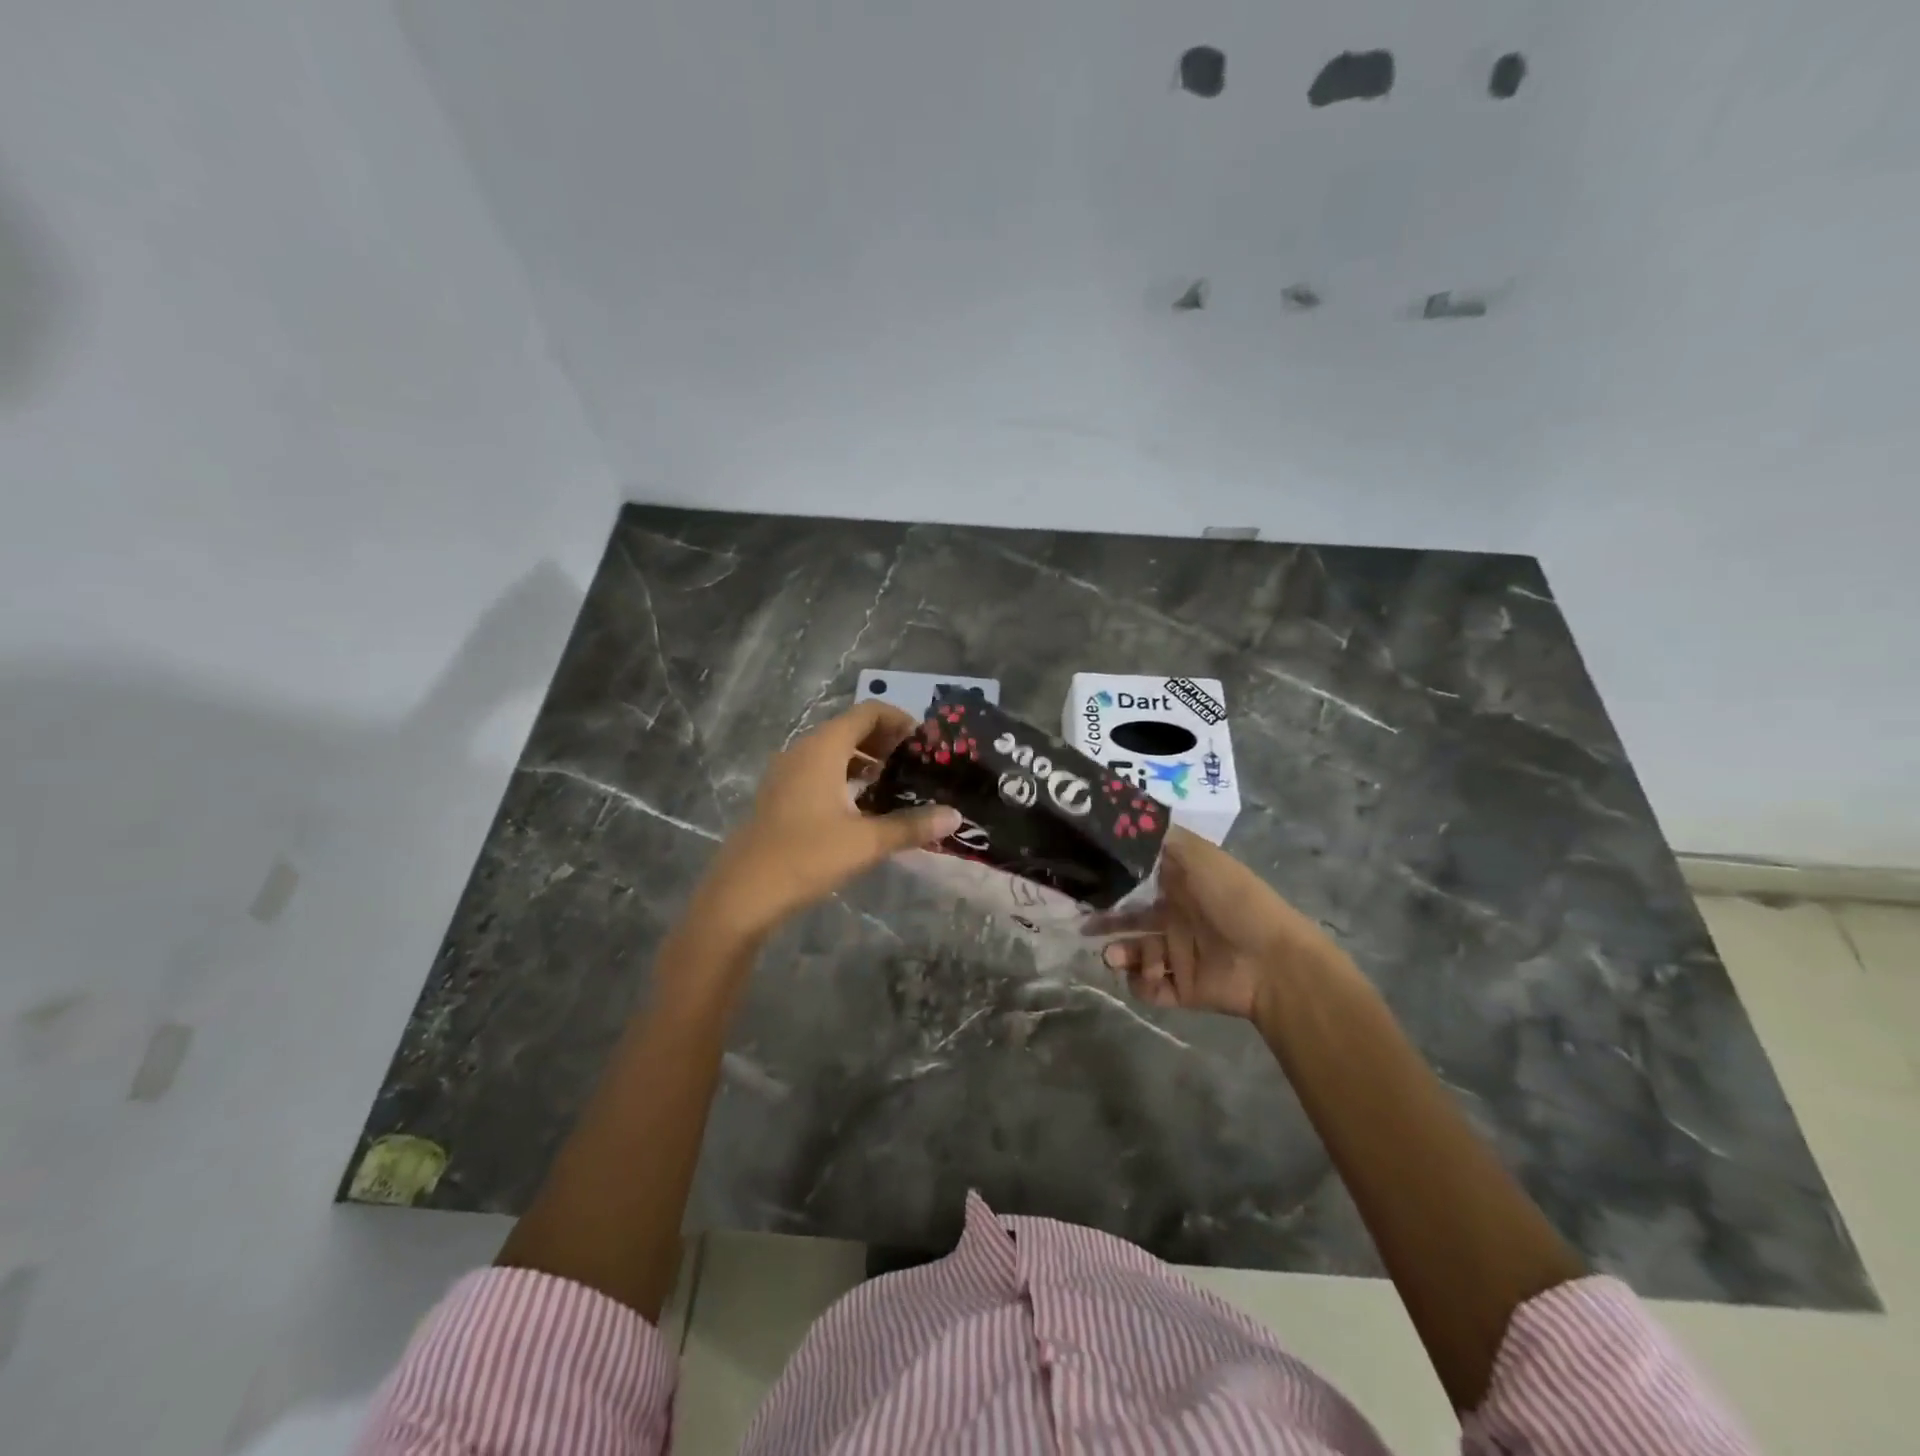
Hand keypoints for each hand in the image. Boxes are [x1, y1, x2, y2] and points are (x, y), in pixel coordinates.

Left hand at [695, 701, 960, 938]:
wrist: (743, 893)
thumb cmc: (806, 856)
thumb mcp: (866, 842)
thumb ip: (911, 826)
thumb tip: (955, 817)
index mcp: (823, 748)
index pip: (867, 712)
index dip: (899, 720)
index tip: (925, 742)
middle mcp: (803, 750)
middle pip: (850, 728)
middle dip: (885, 740)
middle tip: (915, 764)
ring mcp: (787, 772)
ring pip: (833, 750)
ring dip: (864, 759)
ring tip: (894, 783)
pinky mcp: (780, 794)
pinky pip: (819, 770)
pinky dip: (844, 775)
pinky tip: (861, 805)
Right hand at [1098, 828, 1346, 1020]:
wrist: (1271, 961)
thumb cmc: (1233, 900)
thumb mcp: (1198, 855)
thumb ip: (1160, 838)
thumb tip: (1122, 820)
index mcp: (1181, 885)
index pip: (1137, 881)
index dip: (1111, 880)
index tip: (1084, 879)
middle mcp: (1177, 917)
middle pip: (1129, 918)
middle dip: (1106, 921)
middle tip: (1085, 925)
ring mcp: (1180, 954)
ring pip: (1136, 953)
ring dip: (1120, 954)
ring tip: (1115, 957)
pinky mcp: (1184, 987)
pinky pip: (1151, 989)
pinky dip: (1142, 984)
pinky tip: (1148, 976)